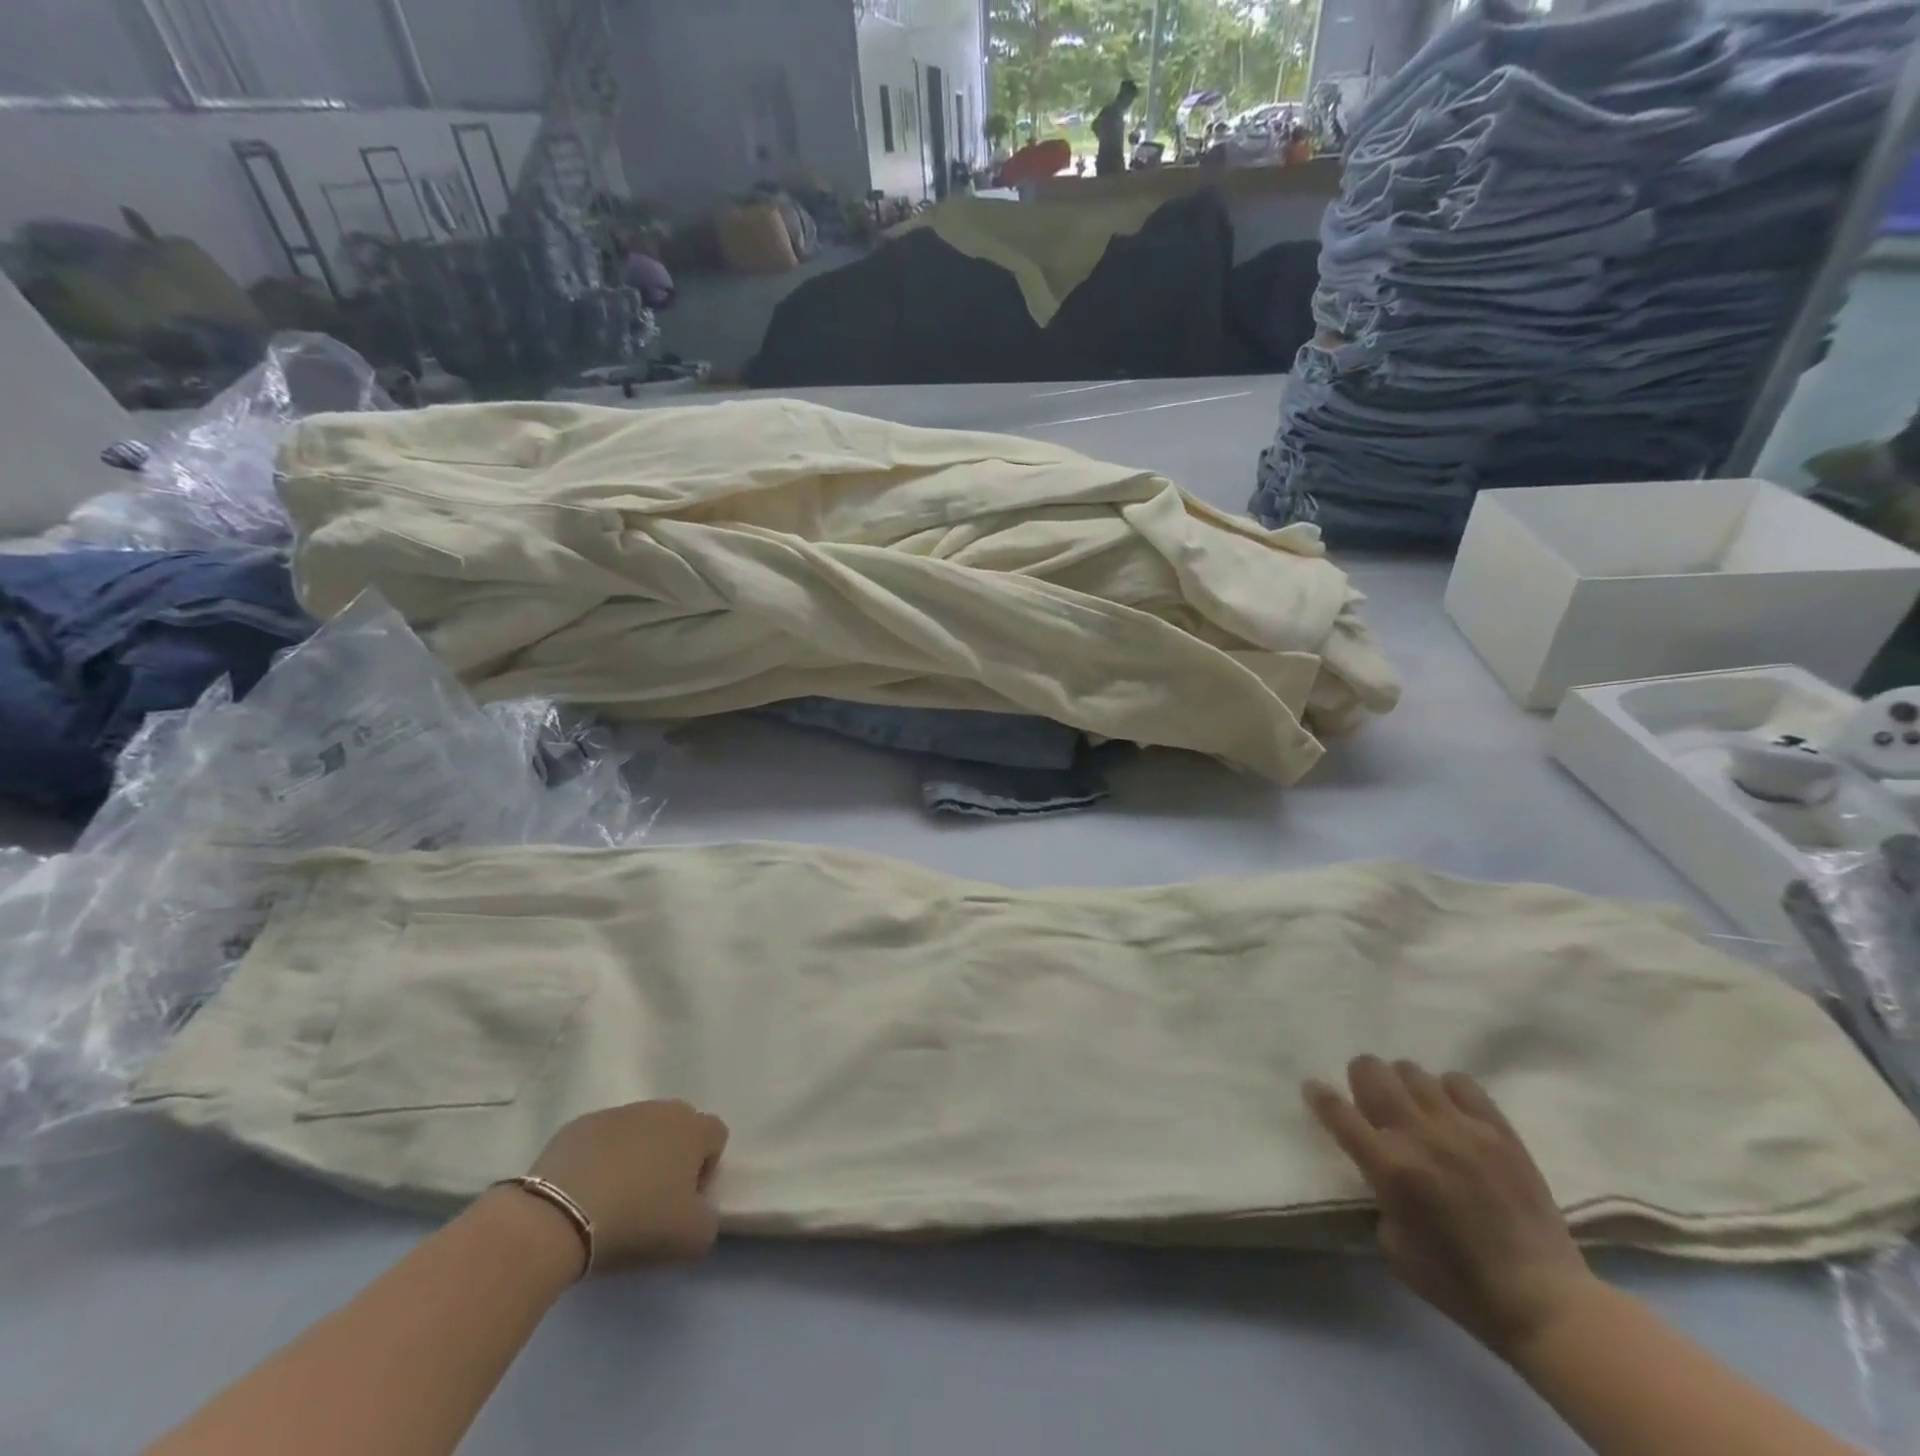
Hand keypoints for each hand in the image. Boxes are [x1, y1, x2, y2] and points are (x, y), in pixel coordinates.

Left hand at [526, 1100, 728, 1273]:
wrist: (559, 1217)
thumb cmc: (637, 1221)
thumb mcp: (692, 1238)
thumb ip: (709, 1219)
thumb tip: (698, 1210)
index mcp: (694, 1129)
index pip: (716, 1136)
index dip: (706, 1168)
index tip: (684, 1200)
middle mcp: (661, 1110)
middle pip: (678, 1127)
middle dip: (672, 1155)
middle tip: (652, 1198)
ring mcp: (618, 1113)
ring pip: (639, 1130)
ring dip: (635, 1155)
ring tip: (614, 1197)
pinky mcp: (580, 1126)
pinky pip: (601, 1139)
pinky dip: (600, 1159)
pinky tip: (584, 1192)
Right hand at [1304, 1056, 1598, 1356]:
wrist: (1543, 1301)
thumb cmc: (1458, 1284)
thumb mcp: (1392, 1245)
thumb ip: (1378, 1193)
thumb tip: (1378, 1166)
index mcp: (1388, 1167)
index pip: (1337, 1111)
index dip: (1319, 1095)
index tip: (1313, 1089)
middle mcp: (1419, 1135)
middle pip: (1371, 1072)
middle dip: (1361, 1078)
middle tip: (1368, 1098)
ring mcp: (1462, 1128)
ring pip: (1412, 1071)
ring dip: (1403, 1085)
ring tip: (1413, 1105)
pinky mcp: (1499, 1130)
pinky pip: (1461, 1083)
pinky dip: (1447, 1090)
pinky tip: (1450, 1112)